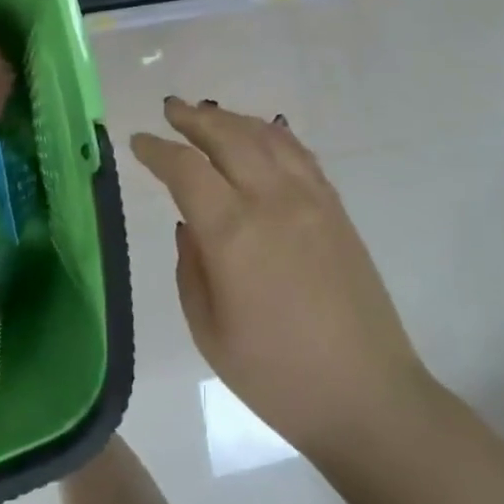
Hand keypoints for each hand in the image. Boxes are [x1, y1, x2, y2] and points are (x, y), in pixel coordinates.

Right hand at [131, 98, 426, 453]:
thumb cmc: (276, 375)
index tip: (138, 141)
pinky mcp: (336, 208)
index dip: (157, 150)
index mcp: (233, 233)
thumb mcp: (209, 330)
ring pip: (266, 137)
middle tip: (170, 109)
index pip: (186, 170)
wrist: (365, 393)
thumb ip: (191, 267)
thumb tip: (191, 225)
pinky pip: (299, 154)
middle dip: (194, 118)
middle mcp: (272, 201)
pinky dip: (273, 135)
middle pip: (228, 137)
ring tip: (209, 114)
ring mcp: (311, 199)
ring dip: (232, 119)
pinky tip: (262, 135)